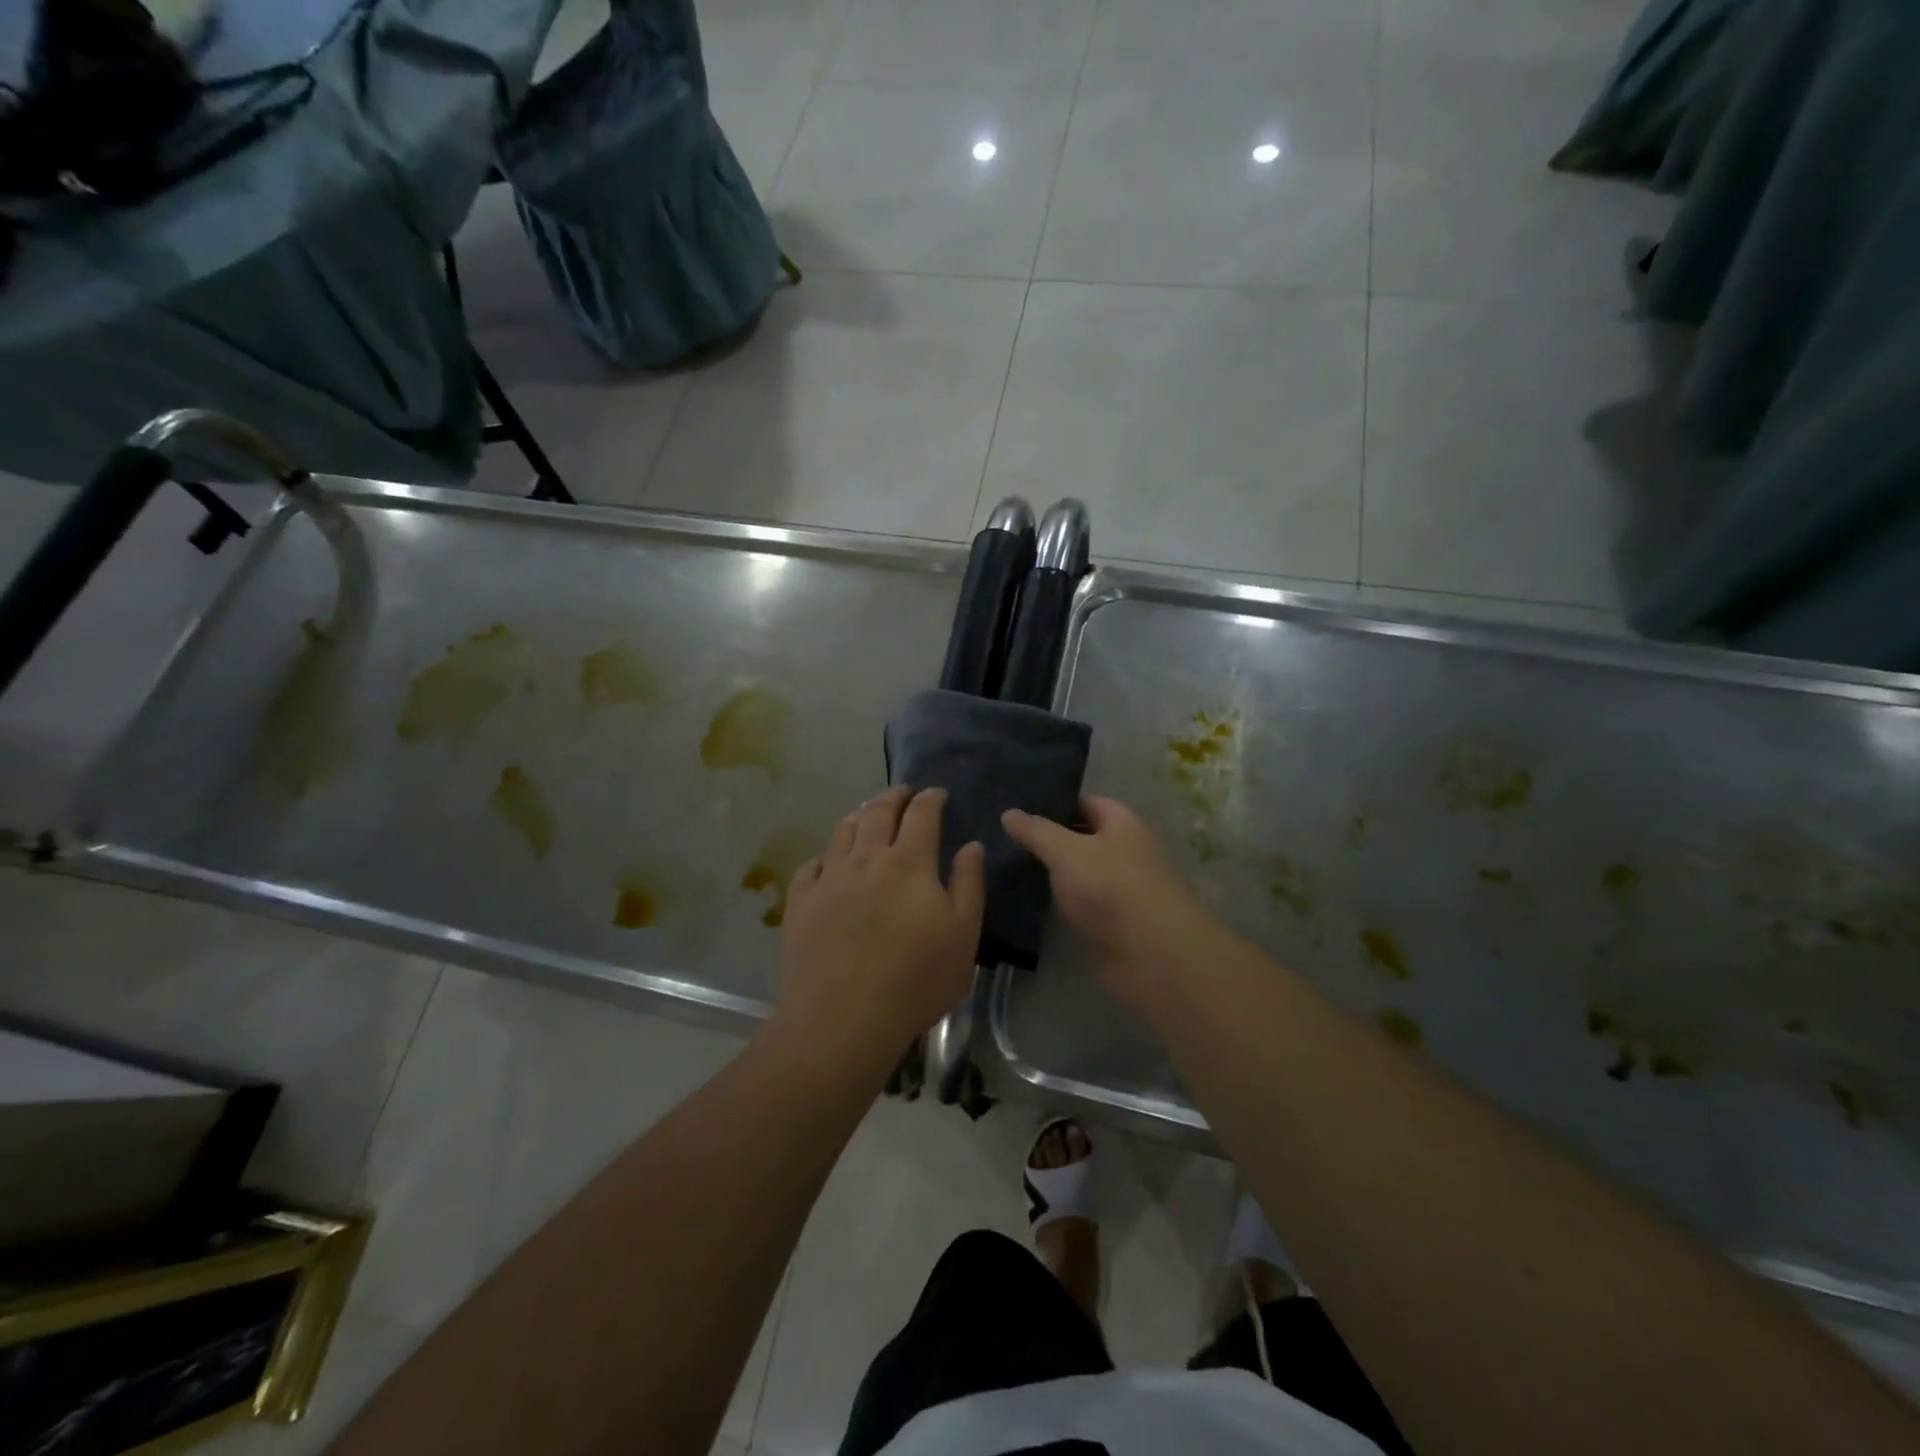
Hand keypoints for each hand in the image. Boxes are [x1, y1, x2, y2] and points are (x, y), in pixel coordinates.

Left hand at [776, 786, 984, 1076]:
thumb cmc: (915, 981)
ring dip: (858, 815)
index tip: (937, 793)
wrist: (842, 1018)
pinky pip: (811, 865)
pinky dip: (825, 855)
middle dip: (893, 796)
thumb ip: (969, 885)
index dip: (930, 798)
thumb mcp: (963, 936)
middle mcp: (866, 859)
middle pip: (877, 812)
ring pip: (842, 831)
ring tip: (866, 813)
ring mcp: (829, 879)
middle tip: (902, 792)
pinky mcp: (801, 902)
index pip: (921, 815)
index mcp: (909, 863)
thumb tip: (971, 845)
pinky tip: (828, 861)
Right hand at [1002, 795, 1217, 1017]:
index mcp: (1123, 824)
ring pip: (1079, 874)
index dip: (1056, 802)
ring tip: (1008, 865)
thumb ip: (1036, 831)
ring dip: (1052, 873)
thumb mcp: (1066, 850)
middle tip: (1005, 836)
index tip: (1020, 805)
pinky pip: (1079, 905)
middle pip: (1083, 838)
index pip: (1088, 803)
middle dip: (1050, 838)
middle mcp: (1125, 852)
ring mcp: (1119, 890)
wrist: (1149, 954)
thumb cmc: (1110, 886)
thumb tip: (1008, 812)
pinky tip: (1027, 901)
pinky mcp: (1111, 924)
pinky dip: (1058, 903)